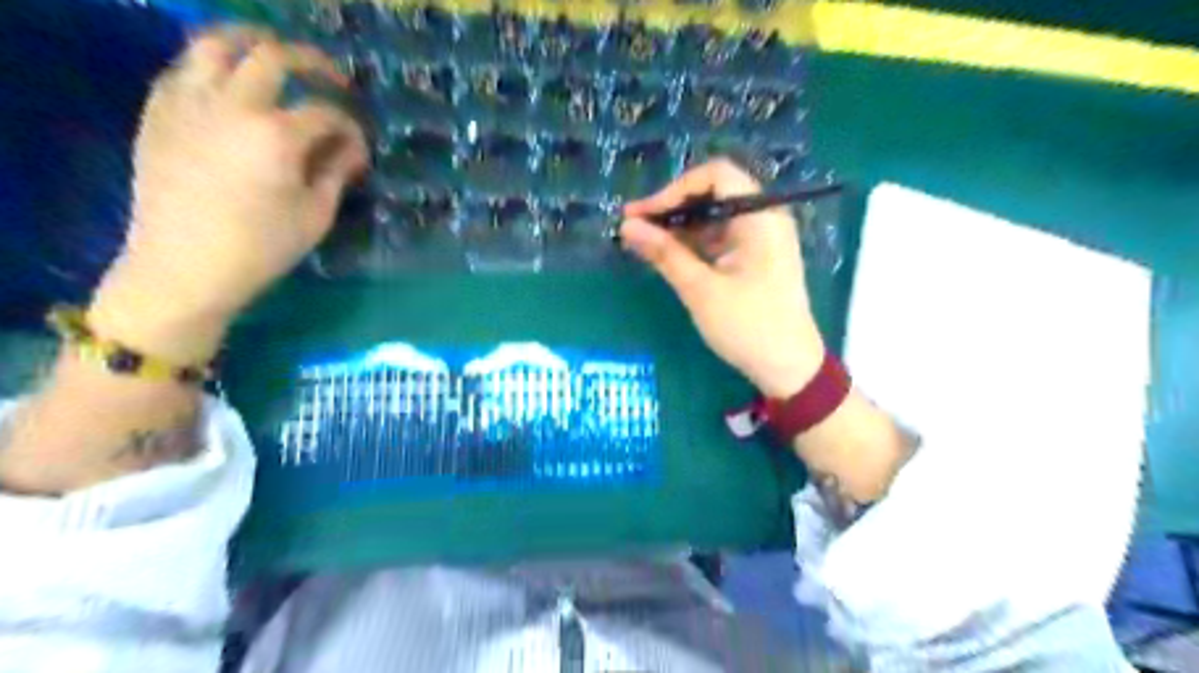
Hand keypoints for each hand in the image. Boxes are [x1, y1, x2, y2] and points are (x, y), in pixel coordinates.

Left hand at [90, 25, 364, 362]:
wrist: (183, 267)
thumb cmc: (262, 247)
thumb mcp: (316, 215)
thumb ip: (336, 173)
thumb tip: (352, 150)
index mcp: (277, 136)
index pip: (325, 113)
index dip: (350, 127)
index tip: (358, 147)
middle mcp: (232, 105)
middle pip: (274, 56)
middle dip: (312, 62)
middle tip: (330, 77)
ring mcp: (188, 102)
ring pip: (216, 43)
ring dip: (252, 43)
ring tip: (274, 56)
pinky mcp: (158, 111)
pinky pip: (184, 68)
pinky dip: (213, 66)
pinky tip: (230, 87)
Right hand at [617, 157, 825, 397]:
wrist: (789, 368)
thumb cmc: (748, 326)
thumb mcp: (701, 289)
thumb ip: (664, 253)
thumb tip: (627, 227)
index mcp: (760, 217)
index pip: (716, 175)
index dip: (675, 189)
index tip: (644, 214)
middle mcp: (764, 219)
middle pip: (714, 194)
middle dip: (673, 208)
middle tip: (636, 228)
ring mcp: (762, 239)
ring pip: (715, 217)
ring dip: (680, 227)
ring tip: (645, 244)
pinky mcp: (756, 258)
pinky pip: (721, 238)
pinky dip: (694, 244)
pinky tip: (669, 257)